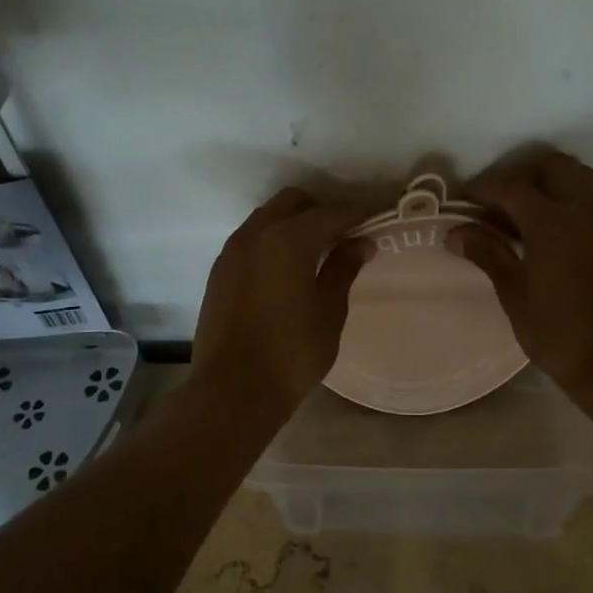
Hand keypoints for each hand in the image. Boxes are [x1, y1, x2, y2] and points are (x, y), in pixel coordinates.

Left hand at [193, 187, 371, 414]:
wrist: (232, 391)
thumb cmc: (291, 353)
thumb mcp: (329, 311)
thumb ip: (344, 269)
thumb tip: (361, 242)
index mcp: (289, 238)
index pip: (330, 213)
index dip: (355, 214)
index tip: (373, 220)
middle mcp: (257, 233)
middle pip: (293, 202)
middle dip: (320, 210)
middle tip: (342, 235)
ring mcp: (232, 250)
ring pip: (267, 217)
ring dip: (292, 223)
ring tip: (315, 252)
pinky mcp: (219, 270)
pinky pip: (250, 239)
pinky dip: (271, 240)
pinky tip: (285, 269)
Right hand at [448, 150, 592, 407]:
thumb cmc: (562, 335)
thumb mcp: (515, 296)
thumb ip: (487, 254)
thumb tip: (455, 233)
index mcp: (553, 223)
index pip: (511, 186)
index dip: (482, 189)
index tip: (462, 201)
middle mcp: (585, 209)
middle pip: (550, 166)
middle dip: (519, 176)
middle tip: (496, 203)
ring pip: (576, 175)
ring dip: (547, 182)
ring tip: (522, 214)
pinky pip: (592, 196)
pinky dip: (568, 197)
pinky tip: (549, 229)